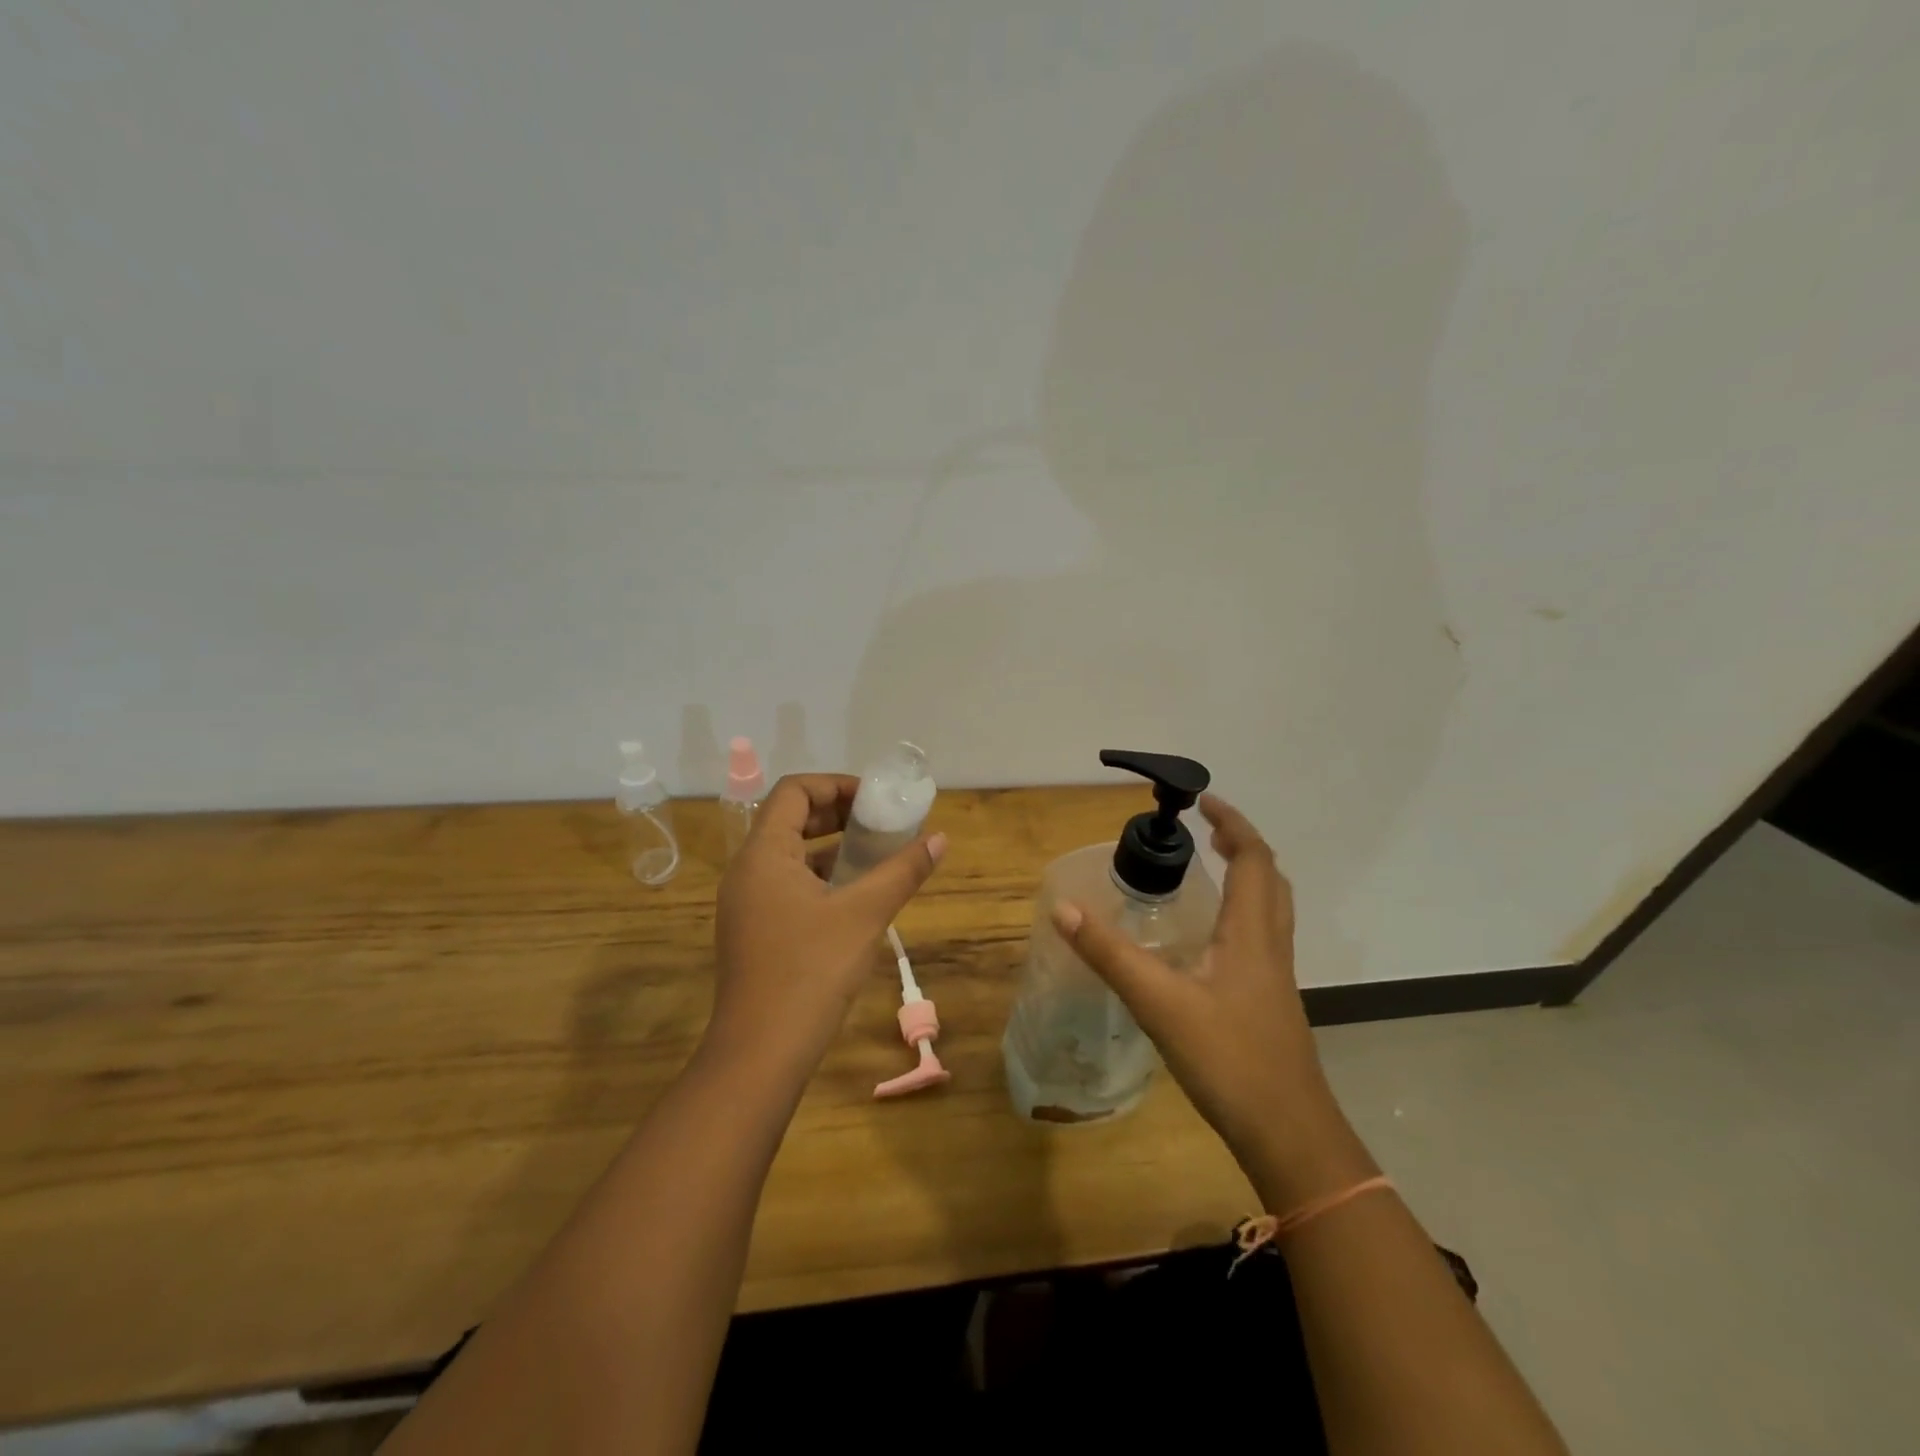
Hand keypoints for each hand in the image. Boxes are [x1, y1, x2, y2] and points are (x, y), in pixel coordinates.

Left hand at [708, 774, 945, 1081]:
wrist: (761, 1053)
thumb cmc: (811, 971)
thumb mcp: (864, 914)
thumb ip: (902, 871)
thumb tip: (940, 839)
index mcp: (763, 854)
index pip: (794, 791)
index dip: (836, 785)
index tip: (875, 799)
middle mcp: (747, 871)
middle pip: (789, 819)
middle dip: (837, 814)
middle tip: (880, 822)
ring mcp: (746, 904)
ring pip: (789, 855)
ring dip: (831, 847)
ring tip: (875, 854)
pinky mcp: (754, 931)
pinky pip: (787, 885)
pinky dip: (820, 877)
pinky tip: (855, 896)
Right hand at [1051, 794, 1372, 1208]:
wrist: (1288, 1133)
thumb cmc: (1229, 1060)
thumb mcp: (1159, 1003)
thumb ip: (1110, 955)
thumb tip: (1063, 909)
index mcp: (1251, 933)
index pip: (1253, 859)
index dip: (1233, 824)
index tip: (1203, 801)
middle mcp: (1271, 946)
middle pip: (1270, 879)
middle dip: (1241, 845)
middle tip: (1206, 831)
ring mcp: (1276, 976)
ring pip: (1272, 909)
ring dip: (1248, 877)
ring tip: (1212, 868)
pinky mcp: (1271, 1002)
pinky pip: (1263, 936)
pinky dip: (1244, 912)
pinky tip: (1211, 938)